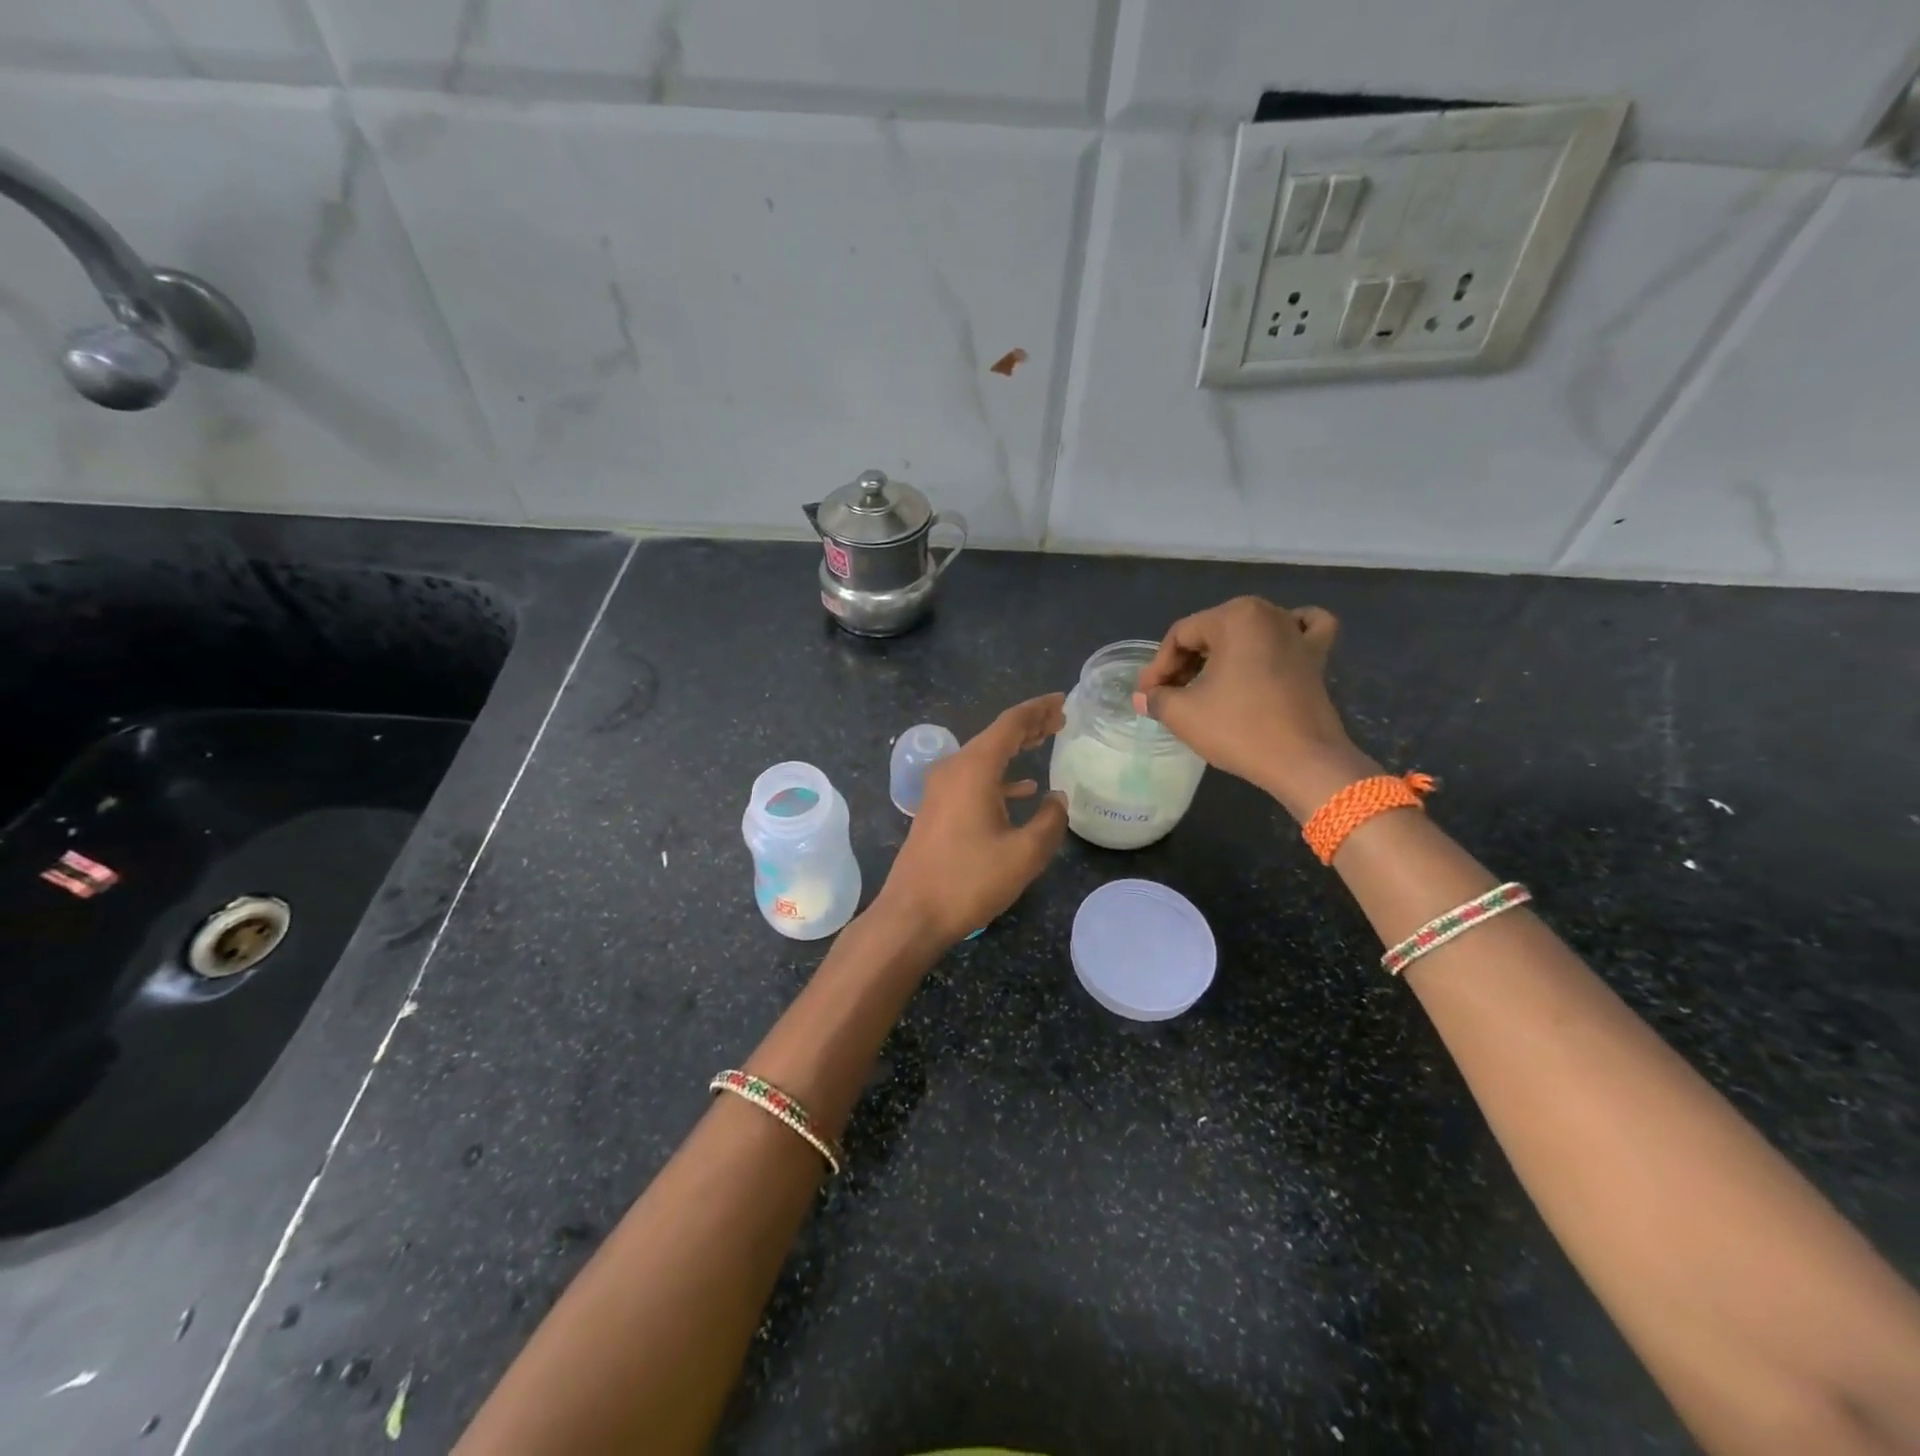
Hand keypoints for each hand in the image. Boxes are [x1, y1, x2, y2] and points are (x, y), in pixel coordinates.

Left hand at [876, 694, 1069, 945]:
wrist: (912, 913)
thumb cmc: (969, 880)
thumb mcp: (1024, 853)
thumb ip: (1050, 820)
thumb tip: (1057, 798)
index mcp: (973, 769)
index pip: (1010, 724)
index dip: (1038, 710)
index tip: (1063, 701)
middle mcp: (953, 769)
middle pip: (995, 736)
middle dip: (1028, 725)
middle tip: (1060, 718)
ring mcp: (940, 789)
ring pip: (984, 757)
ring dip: (1014, 749)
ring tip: (1045, 741)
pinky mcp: (937, 808)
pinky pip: (973, 779)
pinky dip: (999, 777)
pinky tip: (1023, 790)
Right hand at [1132, 596, 1375, 819]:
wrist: (1304, 762)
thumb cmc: (1240, 729)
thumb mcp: (1183, 714)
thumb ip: (1157, 698)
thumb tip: (1144, 696)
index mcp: (1234, 617)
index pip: (1180, 636)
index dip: (1158, 667)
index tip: (1147, 696)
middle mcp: (1269, 613)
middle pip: (1212, 632)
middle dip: (1186, 663)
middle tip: (1170, 695)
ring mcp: (1298, 633)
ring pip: (1249, 632)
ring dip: (1224, 654)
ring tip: (1207, 683)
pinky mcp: (1318, 656)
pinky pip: (1301, 630)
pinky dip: (1286, 635)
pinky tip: (1274, 647)